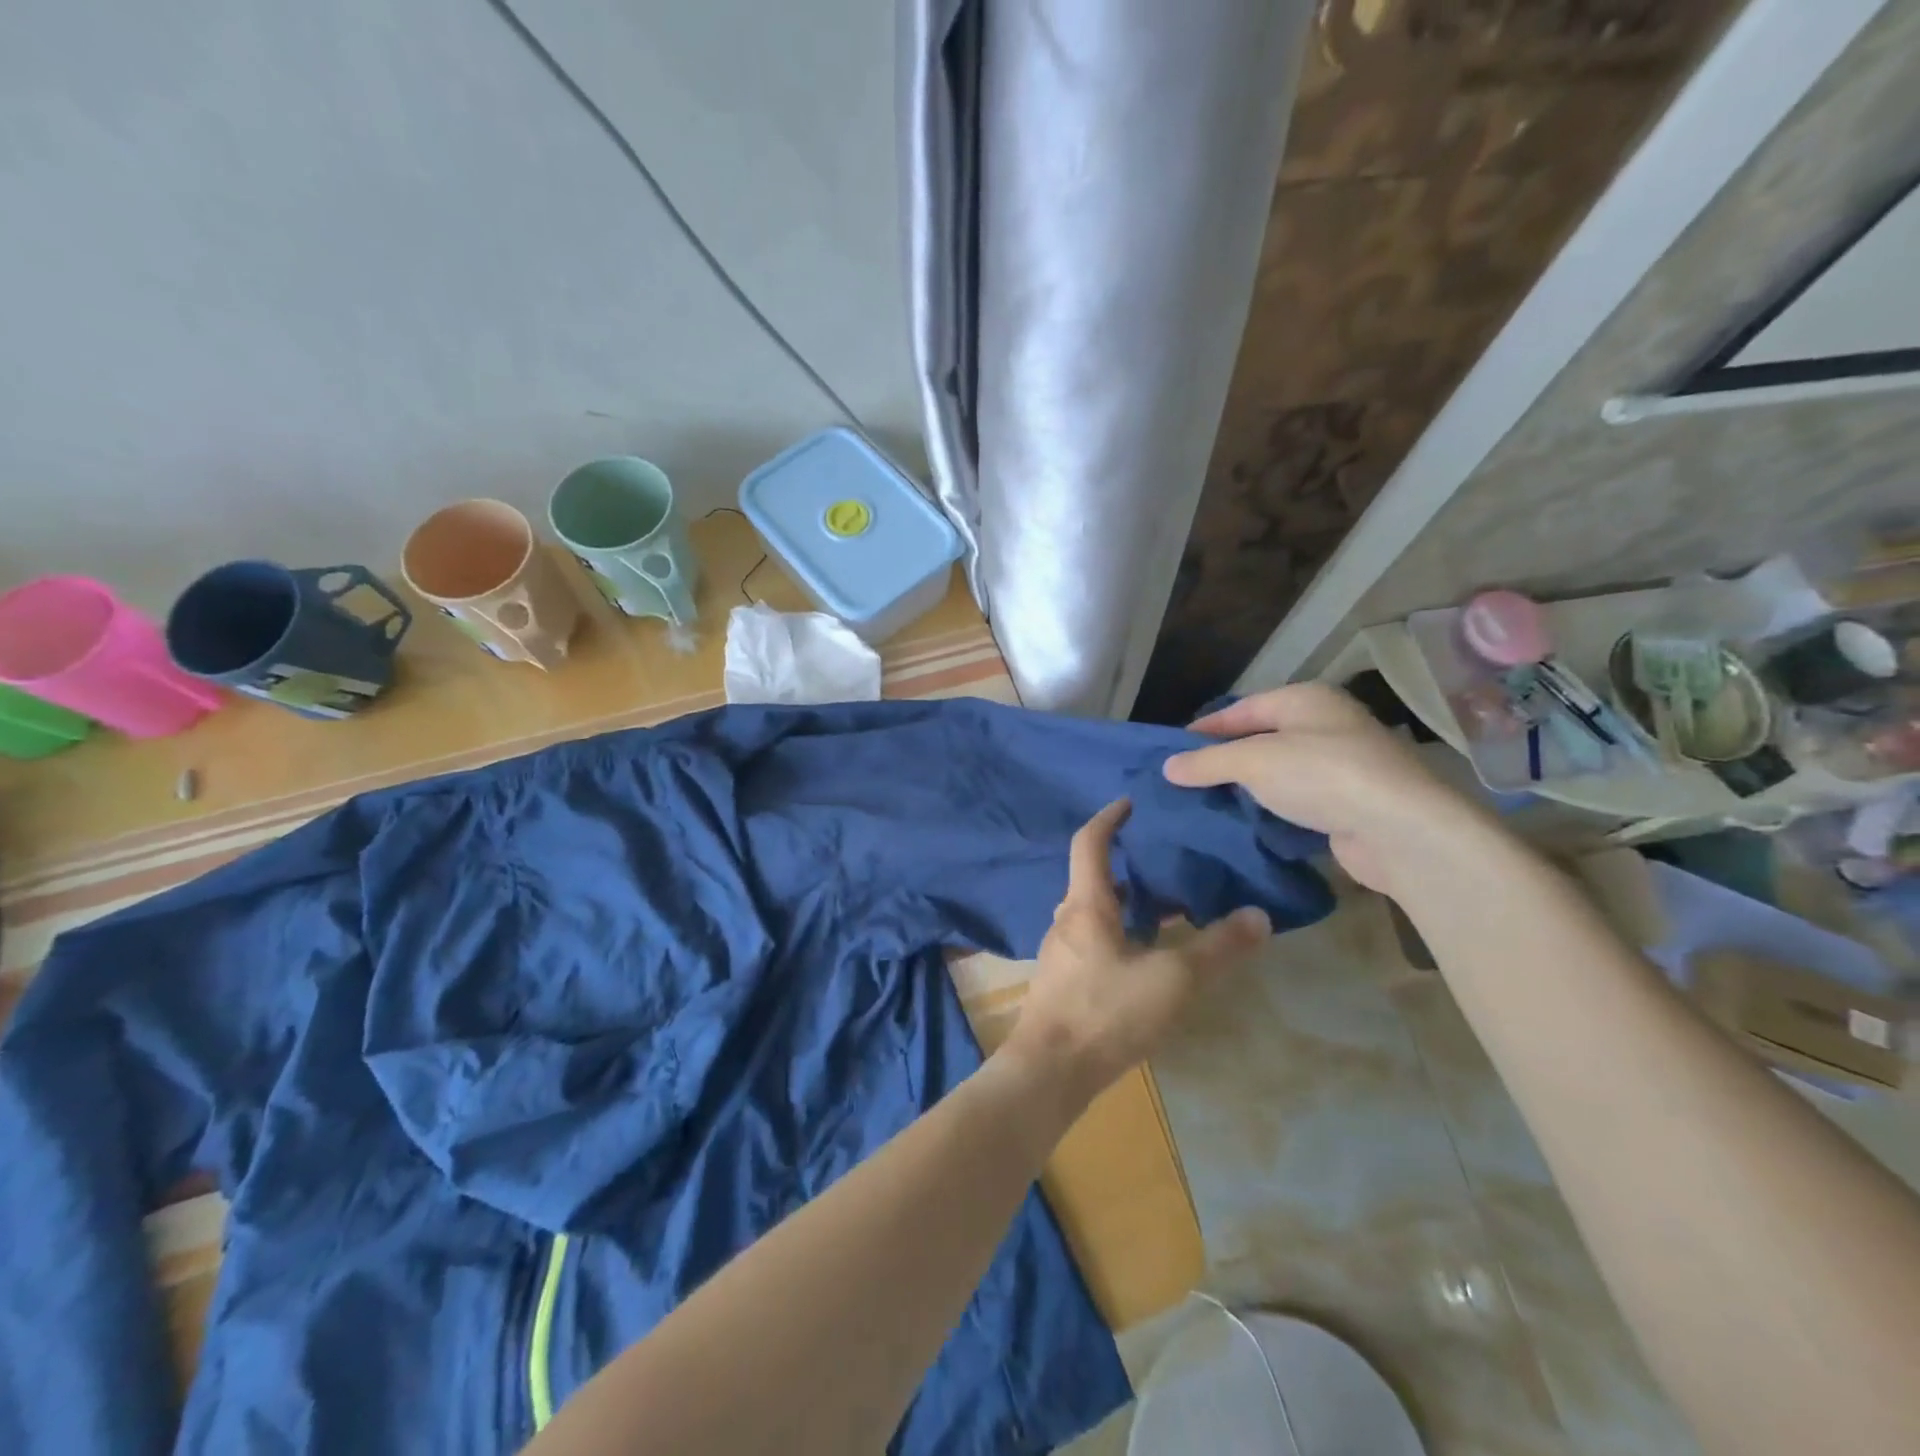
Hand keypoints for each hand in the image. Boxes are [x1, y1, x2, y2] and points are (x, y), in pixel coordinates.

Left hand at [1001, 800, 1271, 1109]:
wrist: (1050, 1071)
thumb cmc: (1107, 1013)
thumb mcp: (1173, 980)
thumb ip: (1217, 948)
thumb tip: (1258, 916)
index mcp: (1086, 904)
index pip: (1090, 843)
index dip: (1109, 818)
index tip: (1130, 802)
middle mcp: (1066, 920)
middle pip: (1094, 879)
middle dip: (1128, 866)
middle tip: (1166, 862)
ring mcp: (1060, 953)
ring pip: (1094, 913)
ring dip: (1126, 904)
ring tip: (1167, 910)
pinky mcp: (1062, 982)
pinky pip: (1093, 941)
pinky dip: (1119, 934)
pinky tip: (1145, 960)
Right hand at [1162, 684, 1480, 894]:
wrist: (1400, 830)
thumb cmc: (1322, 775)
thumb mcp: (1254, 761)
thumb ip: (1208, 762)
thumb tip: (1168, 767)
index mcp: (1305, 700)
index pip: (1243, 709)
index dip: (1206, 728)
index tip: (1172, 750)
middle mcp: (1325, 725)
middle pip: (1261, 739)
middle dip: (1224, 760)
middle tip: (1185, 780)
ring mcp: (1341, 765)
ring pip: (1279, 772)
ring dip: (1246, 788)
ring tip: (1206, 804)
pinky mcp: (1348, 804)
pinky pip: (1297, 801)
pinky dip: (1271, 810)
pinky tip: (1245, 824)